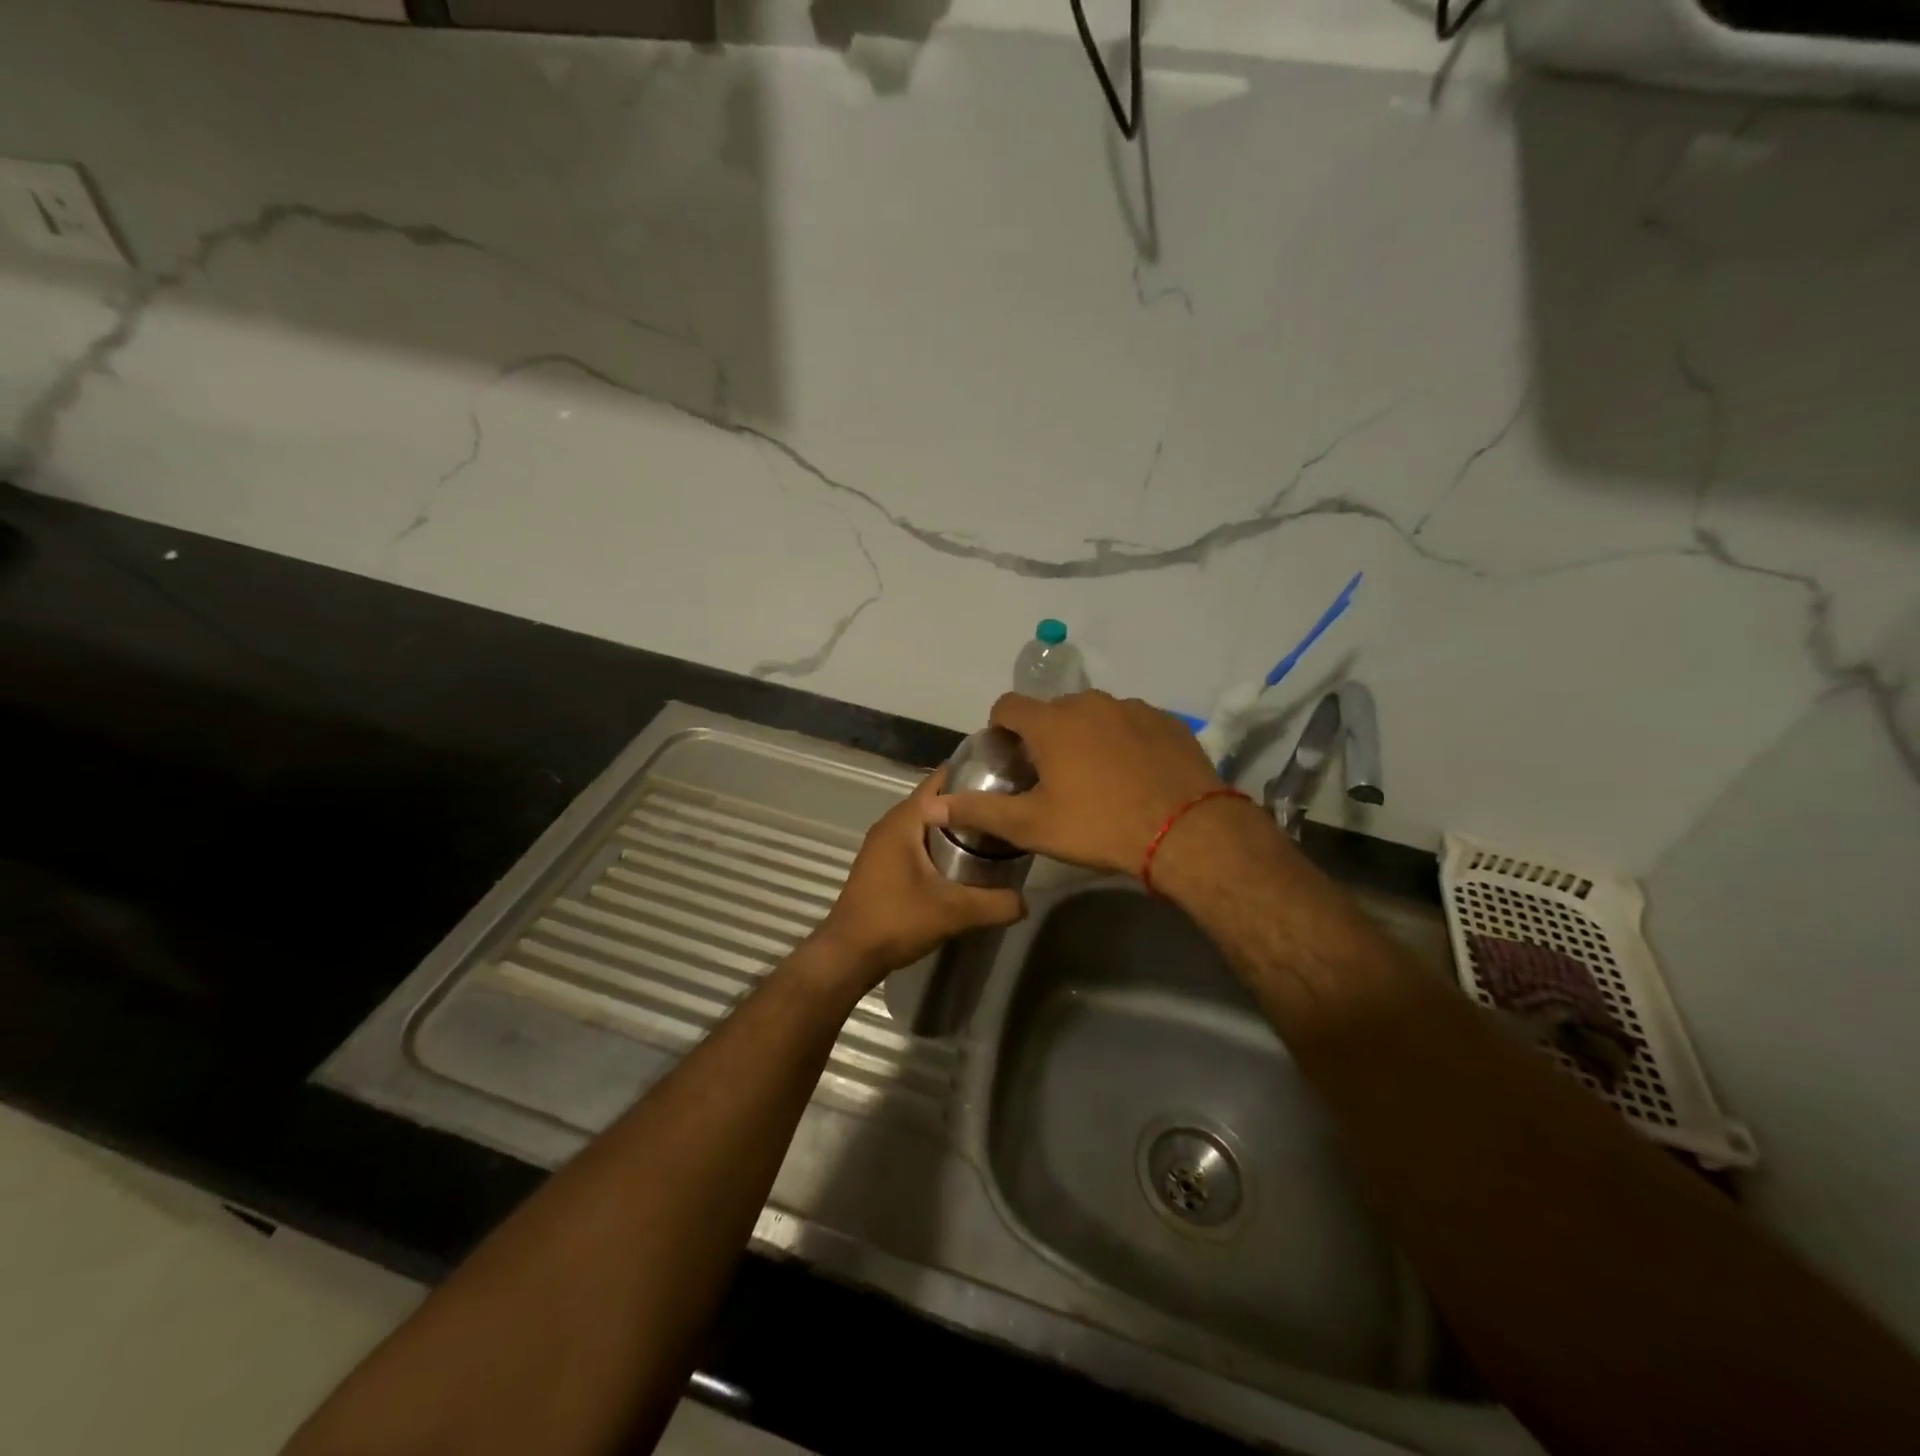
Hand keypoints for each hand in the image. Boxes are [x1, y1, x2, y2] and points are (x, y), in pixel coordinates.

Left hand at [807, 765, 1025, 990]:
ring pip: (926, 822)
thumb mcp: (954, 912)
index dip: (975, 776)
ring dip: (954, 825)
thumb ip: (995, 904)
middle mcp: (891, 823)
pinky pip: (916, 840)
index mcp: (905, 819)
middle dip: (969, 802)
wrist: (849, 954)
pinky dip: (939, 842)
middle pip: (937, 800)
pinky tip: (963, 860)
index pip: (943, 780)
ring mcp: (883, 843)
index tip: (1008, 782)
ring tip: (992, 834)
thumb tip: (1026, 901)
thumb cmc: (897, 920)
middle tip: (1007, 810)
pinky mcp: (882, 863)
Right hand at [928, 690, 1228, 876]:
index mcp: (1051, 722)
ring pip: (1094, 715)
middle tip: (1052, 776)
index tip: (1007, 757)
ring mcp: (1132, 708)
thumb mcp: (1032, 826)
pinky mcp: (1166, 721)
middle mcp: (1089, 703)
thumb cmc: (1099, 826)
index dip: (1000, 728)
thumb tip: (933, 807)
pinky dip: (1123, 741)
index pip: (1008, 705)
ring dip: (1086, 737)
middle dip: (1045, 736)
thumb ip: (979, 811)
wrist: (1187, 832)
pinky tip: (1134, 775)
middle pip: (1053, 711)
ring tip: (1097, 777)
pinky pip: (1131, 723)